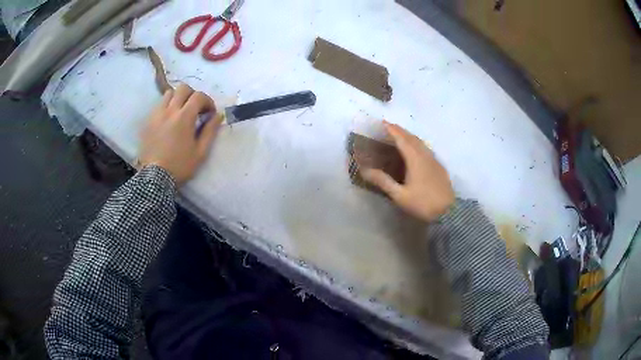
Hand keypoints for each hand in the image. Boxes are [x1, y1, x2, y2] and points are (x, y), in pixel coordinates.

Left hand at [139, 84, 219, 184]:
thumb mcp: (200, 152)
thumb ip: (210, 131)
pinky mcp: (148, 121)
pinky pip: (158, 105)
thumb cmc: (180, 166)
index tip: (209, 113)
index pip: (199, 96)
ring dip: (178, 98)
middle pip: (183, 88)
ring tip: (180, 112)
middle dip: (193, 95)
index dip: (207, 101)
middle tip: (195, 109)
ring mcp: (156, 114)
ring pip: (168, 94)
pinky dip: (166, 107)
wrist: (155, 178)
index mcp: (184, 117)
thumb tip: (218, 115)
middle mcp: (169, 111)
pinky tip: (168, 120)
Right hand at [360, 122, 454, 221]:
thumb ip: (383, 181)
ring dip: (409, 136)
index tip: (382, 122)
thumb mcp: (400, 195)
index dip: (392, 130)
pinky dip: (417, 144)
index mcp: (415, 159)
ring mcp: (434, 160)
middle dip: (400, 130)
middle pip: (412, 138)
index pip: (402, 139)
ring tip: (401, 135)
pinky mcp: (439, 167)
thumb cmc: (422, 203)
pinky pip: (426, 149)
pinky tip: (416, 150)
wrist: (448, 212)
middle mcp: (425, 155)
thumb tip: (365, 170)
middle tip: (389, 127)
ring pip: (421, 143)